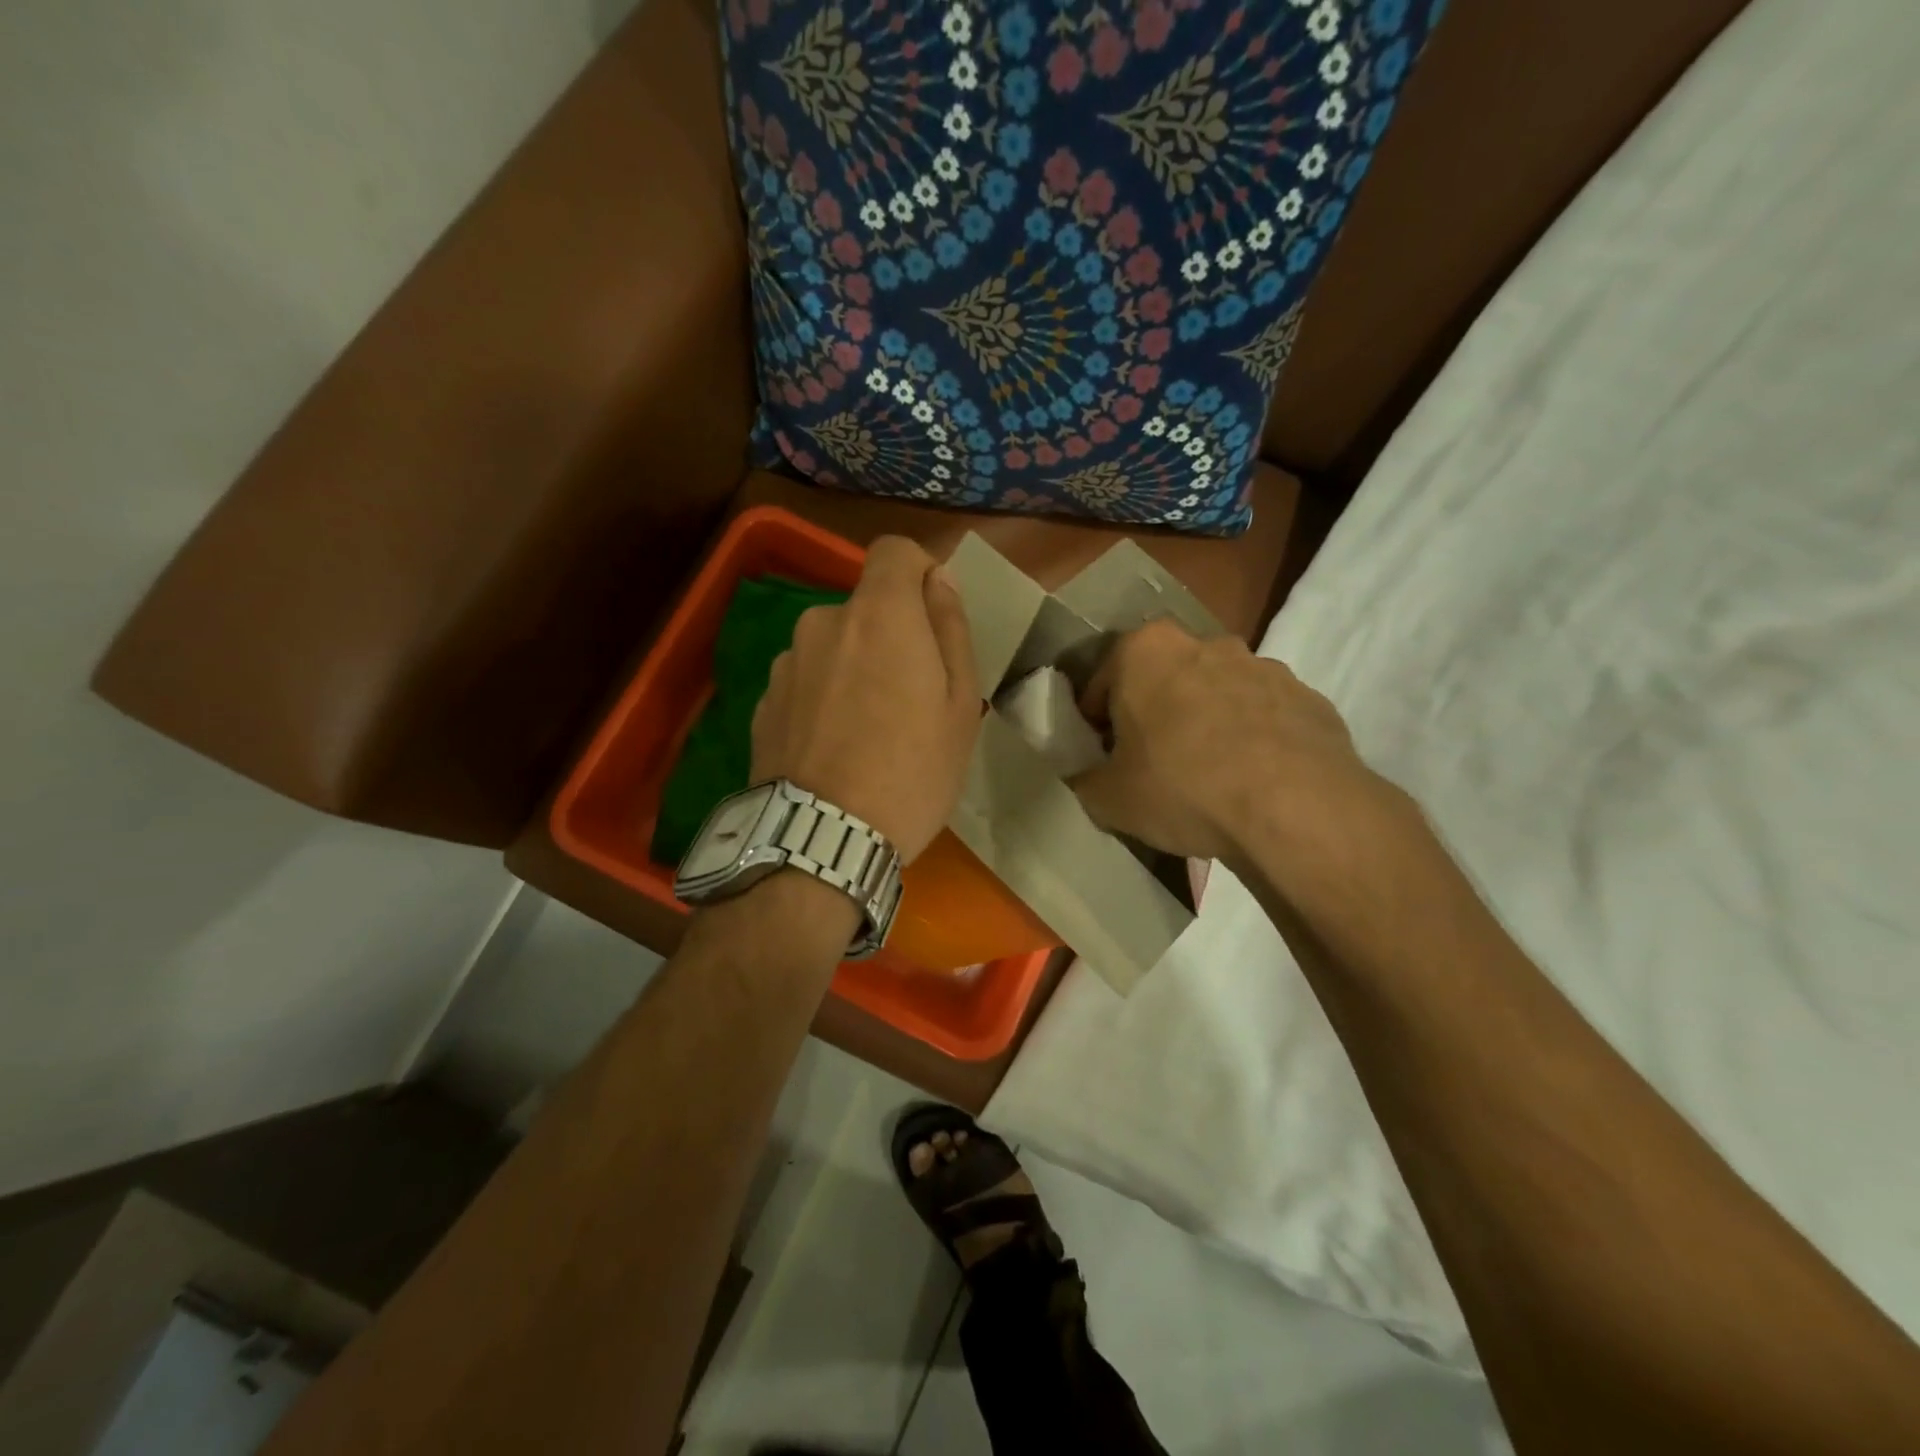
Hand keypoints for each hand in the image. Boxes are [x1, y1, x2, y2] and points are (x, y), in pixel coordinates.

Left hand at [753, 537, 979, 863]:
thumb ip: (950, 630)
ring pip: (833, 646)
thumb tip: (940, 580)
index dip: (919, 573)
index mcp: (878, 615)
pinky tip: (834, 751)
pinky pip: (806, 682)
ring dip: (853, 669)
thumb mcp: (960, 705)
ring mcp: (785, 663)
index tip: (933, 618)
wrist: (821, 841)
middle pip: (865, 607)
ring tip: (868, 735)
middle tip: (911, 701)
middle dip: (891, 636)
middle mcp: (822, 623)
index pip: (894, 550)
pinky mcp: (763, 702)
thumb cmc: (911, 772)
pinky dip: (823, 699)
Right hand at [1071, 619, 1386, 864]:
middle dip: (1155, 713)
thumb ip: (1086, 780)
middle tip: (1152, 763)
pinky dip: (1253, 739)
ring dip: (1206, 722)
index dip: (1097, 722)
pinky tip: (1252, 781)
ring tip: (1208, 776)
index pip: (1104, 682)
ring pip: (1217, 693)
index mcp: (1146, 651)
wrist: (1296, 808)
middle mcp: (1205, 643)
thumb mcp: (1109, 799)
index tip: (1103, 755)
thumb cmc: (1184, 787)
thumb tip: (1089, 778)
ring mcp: (1264, 666)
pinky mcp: (1308, 697)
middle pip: (1164, 679)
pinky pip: (1264, 716)